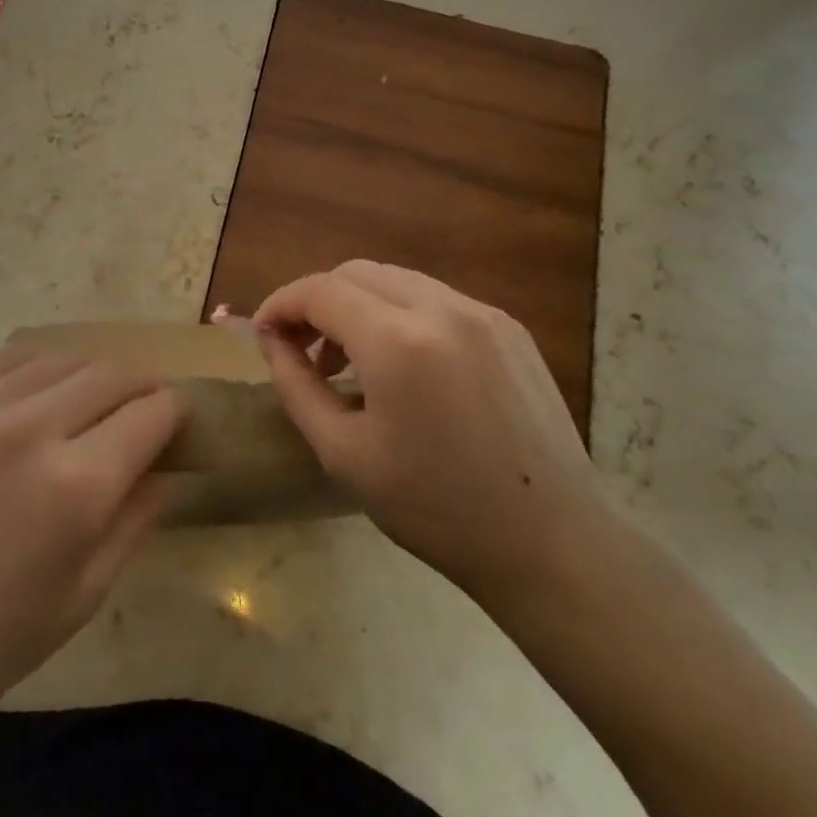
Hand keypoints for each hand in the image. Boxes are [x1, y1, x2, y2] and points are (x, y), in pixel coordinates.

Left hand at [0, 347, 185, 752]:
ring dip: (99, 374)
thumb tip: (168, 470)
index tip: (182, 425)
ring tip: (102, 405)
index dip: (178, 413)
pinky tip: (51, 390)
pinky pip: (16, 357)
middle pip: (115, 374)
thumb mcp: (83, 596)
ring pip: (69, 357)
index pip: (153, 412)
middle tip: (150, 414)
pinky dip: (48, 365)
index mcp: (76, 486)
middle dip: (145, 388)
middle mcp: (34, 427)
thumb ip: (136, 519)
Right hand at [253, 261, 607, 607]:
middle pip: (356, 273)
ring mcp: (483, 313)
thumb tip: (271, 340)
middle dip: (317, 301)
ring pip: (397, 281)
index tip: (263, 333)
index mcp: (398, 341)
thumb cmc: (436, 508)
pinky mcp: (510, 328)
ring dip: (358, 305)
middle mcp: (442, 308)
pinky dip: (400, 315)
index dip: (281, 303)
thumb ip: (295, 384)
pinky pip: (436, 300)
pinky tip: (402, 366)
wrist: (552, 543)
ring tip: (349, 361)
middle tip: (301, 349)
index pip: (320, 290)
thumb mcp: (343, 452)